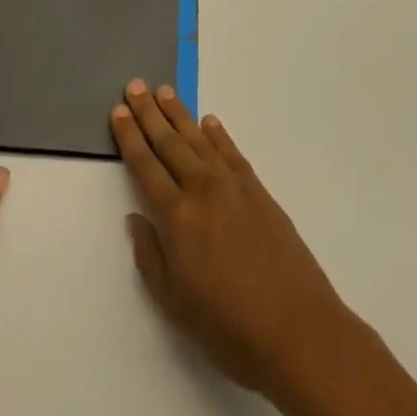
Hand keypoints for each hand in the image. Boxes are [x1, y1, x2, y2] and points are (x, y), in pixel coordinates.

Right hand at [110, 79, 352, 396]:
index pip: (145, 166)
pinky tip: (209, 122)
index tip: (118, 110)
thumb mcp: (175, 304)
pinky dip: (218, 134)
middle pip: (169, 143)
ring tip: (164, 91)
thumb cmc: (229, 327)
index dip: (130, 137)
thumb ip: (150, 256)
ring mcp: (233, 186)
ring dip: (179, 114)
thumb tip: (136, 216)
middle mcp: (202, 190)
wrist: (298, 330)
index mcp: (177, 217)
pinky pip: (232, 152)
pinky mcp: (259, 191)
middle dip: (149, 113)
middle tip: (136, 85)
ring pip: (199, 139)